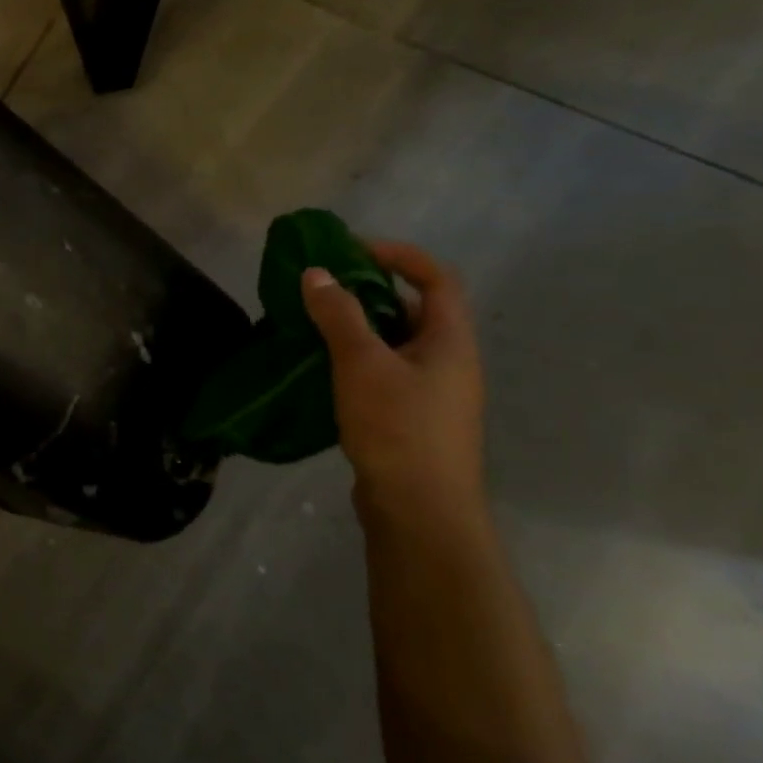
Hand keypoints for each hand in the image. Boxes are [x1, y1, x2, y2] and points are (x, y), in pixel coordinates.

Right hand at [300, 241, 486, 529]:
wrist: (419, 511)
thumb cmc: (399, 428)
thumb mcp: (363, 364)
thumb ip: (339, 315)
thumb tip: (316, 273)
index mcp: (450, 341)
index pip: (436, 278)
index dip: (398, 255)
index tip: (351, 251)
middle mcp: (448, 362)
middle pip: (413, 309)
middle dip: (368, 292)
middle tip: (322, 288)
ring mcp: (431, 394)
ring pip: (393, 344)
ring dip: (356, 328)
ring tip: (312, 324)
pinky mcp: (409, 419)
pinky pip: (382, 373)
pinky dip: (353, 360)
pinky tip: (320, 369)